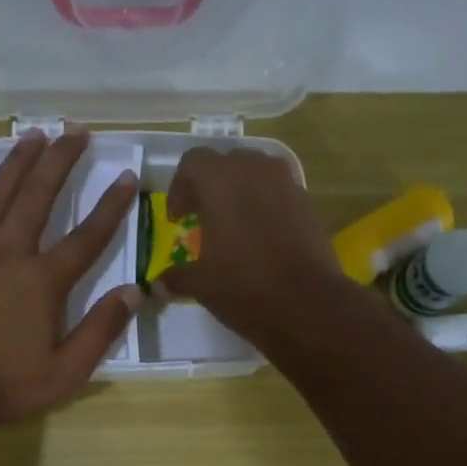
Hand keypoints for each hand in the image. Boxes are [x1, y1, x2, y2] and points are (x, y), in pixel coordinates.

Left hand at [0, 127, 139, 432]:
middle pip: (38, 196)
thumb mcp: (67, 371)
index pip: (87, 236)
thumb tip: (133, 292)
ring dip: (14, 163)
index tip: (127, 176)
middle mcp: (8, 253)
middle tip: (75, 131)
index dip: (111, 205)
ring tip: (29, 136)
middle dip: (60, 160)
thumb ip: (102, 330)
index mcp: (43, 280)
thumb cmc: (6, 385)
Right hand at [155, 146, 350, 345]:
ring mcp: (285, 183)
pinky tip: (261, 235)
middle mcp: (253, 169)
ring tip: (233, 224)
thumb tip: (158, 284)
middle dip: (210, 185)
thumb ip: (176, 277)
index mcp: (219, 180)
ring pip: (255, 172)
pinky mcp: (307, 201)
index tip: (178, 218)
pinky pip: (278, 191)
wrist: (307, 303)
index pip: (192, 162)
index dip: (179, 188)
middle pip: (225, 162)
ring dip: (240, 191)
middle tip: (203, 217)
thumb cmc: (243, 286)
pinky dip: (265, 204)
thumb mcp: (201, 284)